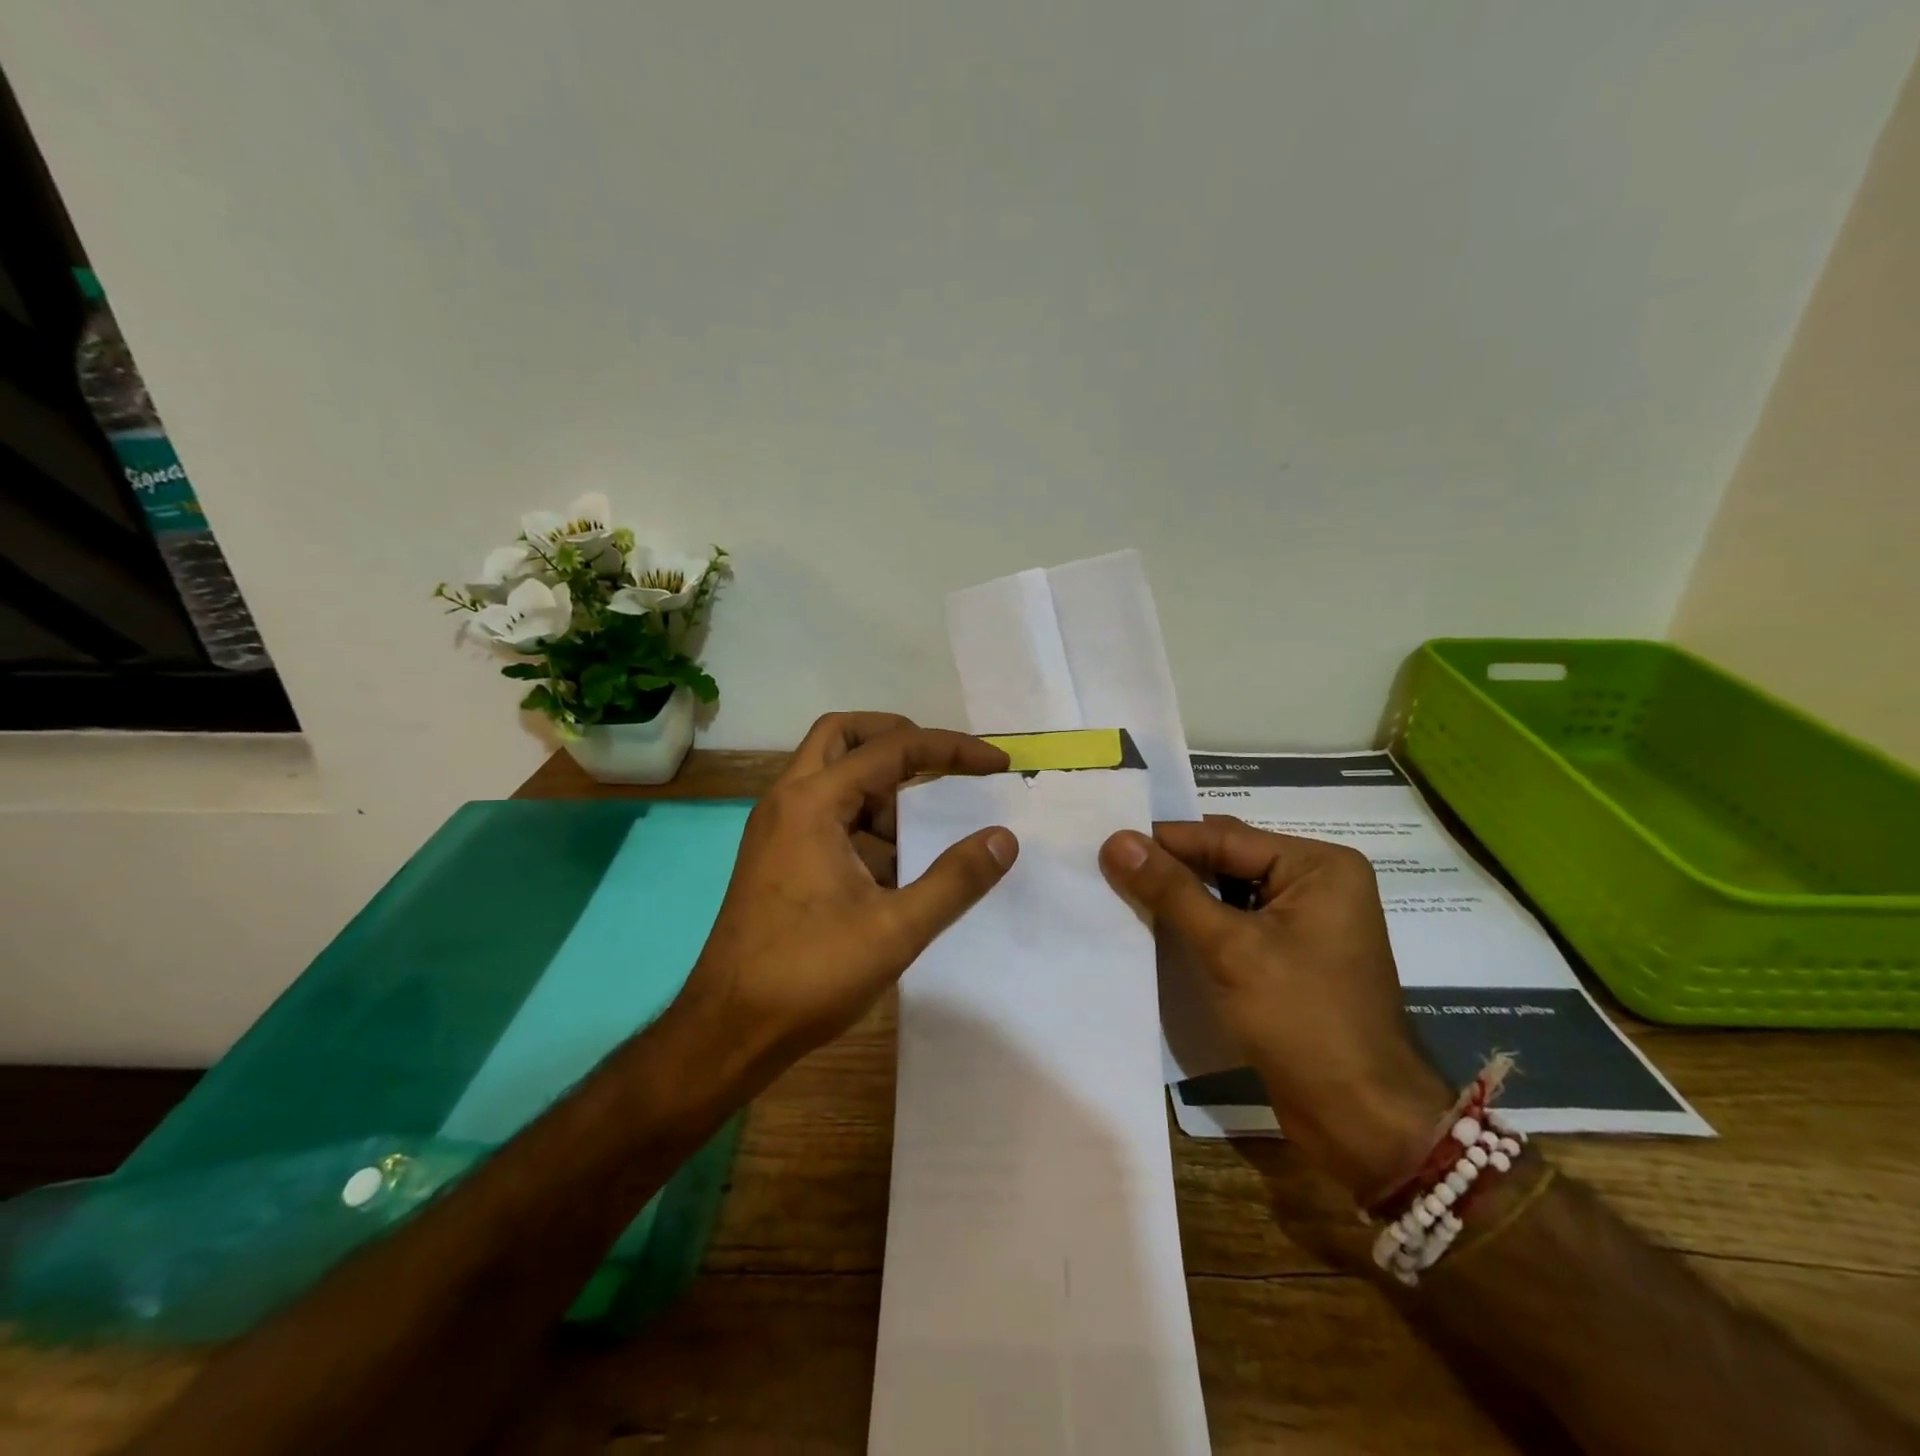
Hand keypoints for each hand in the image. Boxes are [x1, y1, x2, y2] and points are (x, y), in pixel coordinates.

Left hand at [681, 713, 1018, 1077]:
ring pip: (830, 774)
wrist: (729, 1028)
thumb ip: (955, 880)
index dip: (951, 749)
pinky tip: (893, 866)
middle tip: (942, 763)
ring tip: (923, 827)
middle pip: (843, 736)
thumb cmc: (809, 974)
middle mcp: (787, 800)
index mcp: (812, 803)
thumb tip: (1003, 838)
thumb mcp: (895, 929)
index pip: (891, 749)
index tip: (997, 764)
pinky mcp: (774, 856)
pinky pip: (823, 813)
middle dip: (898, 738)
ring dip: (879, 785)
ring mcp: (775, 828)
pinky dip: (861, 818)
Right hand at [1101, 816, 1450, 1199]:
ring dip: (1181, 896)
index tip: (1107, 841)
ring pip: (1228, 893)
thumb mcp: (1230, 948)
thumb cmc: (1303, 1020)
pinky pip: (1236, 924)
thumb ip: (1171, 890)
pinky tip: (1158, 927)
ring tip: (1123, 890)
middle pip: (1228, 860)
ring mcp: (1306, 921)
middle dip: (1172, 866)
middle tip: (1110, 864)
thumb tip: (1115, 840)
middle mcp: (1316, 883)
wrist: (1360, 1120)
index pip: (1225, 837)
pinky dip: (1199, 924)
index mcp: (1318, 866)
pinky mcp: (1291, 956)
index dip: (1164, 840)